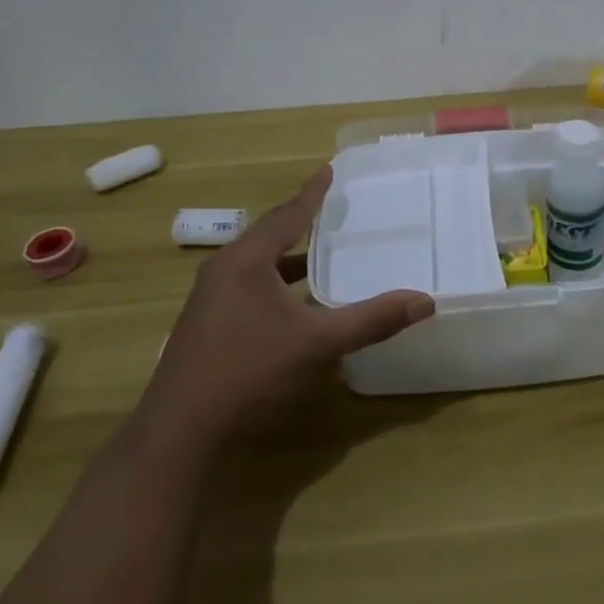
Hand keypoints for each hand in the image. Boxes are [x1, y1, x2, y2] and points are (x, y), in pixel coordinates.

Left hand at [141, 167, 434, 447]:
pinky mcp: (206, 324)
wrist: (179, 433)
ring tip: (319, 252)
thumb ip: (371, 320)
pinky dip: (274, 281)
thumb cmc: (248, 372)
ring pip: (256, 263)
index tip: (329, 170)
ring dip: (287, 255)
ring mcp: (209, 298)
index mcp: (246, 260)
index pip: (288, 214)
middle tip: (330, 208)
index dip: (312, 193)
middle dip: (299, 220)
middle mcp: (224, 270)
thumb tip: (424, 301)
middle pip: (268, 233)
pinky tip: (293, 302)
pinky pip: (247, 285)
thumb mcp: (317, 344)